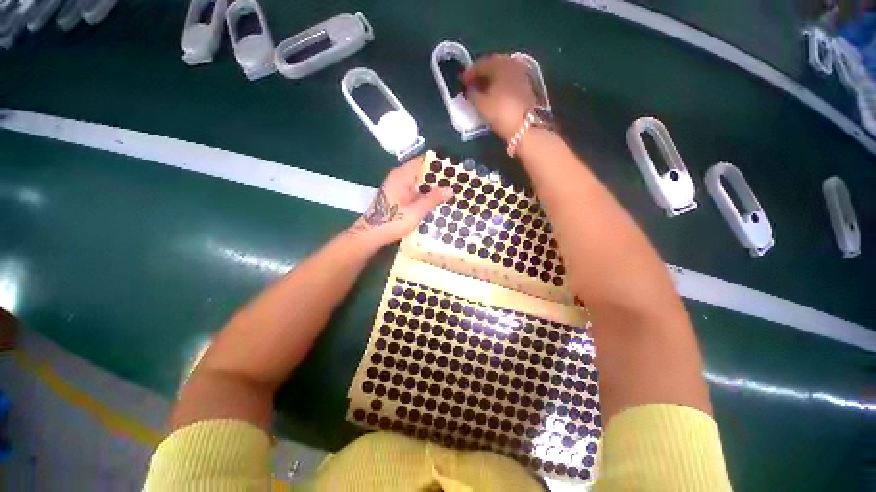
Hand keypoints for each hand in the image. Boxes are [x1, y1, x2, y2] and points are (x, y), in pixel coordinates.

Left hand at [348, 155, 452, 247]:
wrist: (371, 235)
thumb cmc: (392, 221)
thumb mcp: (416, 211)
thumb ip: (433, 199)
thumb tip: (451, 189)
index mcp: (402, 176)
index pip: (422, 161)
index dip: (438, 163)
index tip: (454, 168)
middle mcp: (399, 178)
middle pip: (421, 171)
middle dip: (438, 177)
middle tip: (456, 182)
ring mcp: (397, 188)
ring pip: (418, 183)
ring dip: (432, 187)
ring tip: (450, 191)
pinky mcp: (397, 197)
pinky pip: (414, 191)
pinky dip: (424, 194)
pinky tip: (436, 202)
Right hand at [463, 54, 537, 140]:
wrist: (526, 125)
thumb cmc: (500, 112)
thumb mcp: (481, 104)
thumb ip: (472, 94)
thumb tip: (469, 89)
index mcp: (499, 63)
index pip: (480, 64)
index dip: (469, 74)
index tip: (462, 83)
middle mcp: (511, 63)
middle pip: (492, 66)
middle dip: (481, 75)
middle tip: (471, 85)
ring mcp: (521, 73)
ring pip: (501, 73)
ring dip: (490, 80)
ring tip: (482, 91)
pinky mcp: (526, 85)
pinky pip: (508, 80)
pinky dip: (499, 84)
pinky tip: (494, 94)